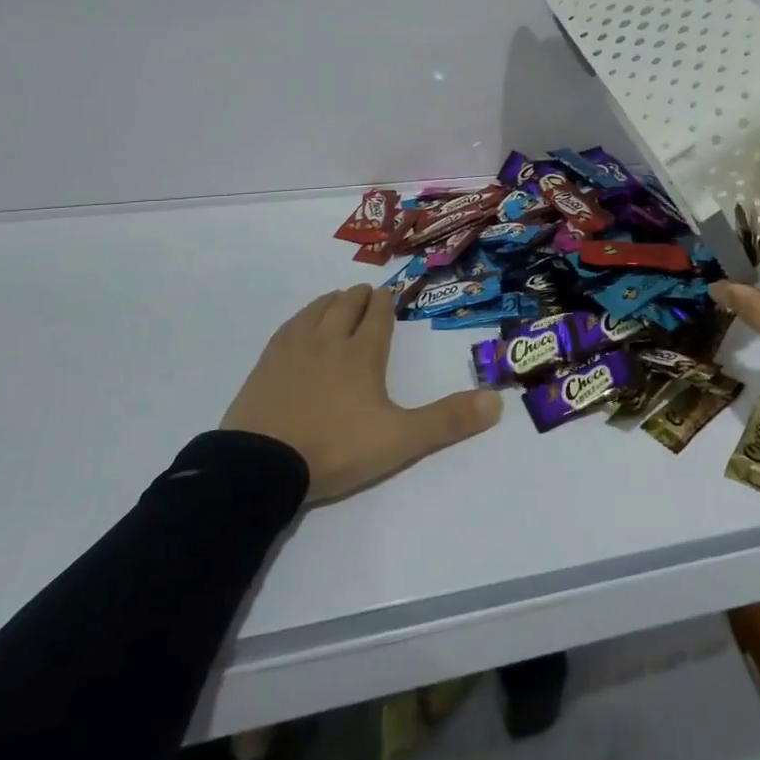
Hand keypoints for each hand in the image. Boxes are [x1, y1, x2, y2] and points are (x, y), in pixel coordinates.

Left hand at [221, 284, 503, 501]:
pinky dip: (302, 317)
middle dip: (360, 297)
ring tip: (338, 299)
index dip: (385, 303)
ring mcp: (294, 349)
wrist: (261, 465)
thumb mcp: (400, 440)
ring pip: (317, 310)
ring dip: (331, 301)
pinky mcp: (266, 364)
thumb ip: (447, 420)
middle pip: (347, 306)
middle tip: (367, 293)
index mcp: (362, 354)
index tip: (388, 293)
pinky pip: (289, 326)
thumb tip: (497, 402)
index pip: (377, 317)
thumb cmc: (335, 448)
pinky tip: (300, 324)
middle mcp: (329, 341)